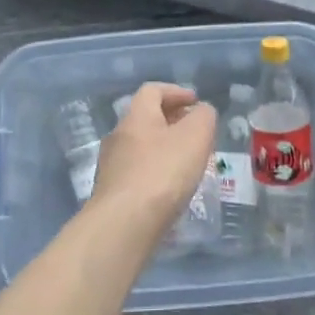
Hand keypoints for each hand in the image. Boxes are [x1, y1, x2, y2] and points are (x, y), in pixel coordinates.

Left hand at [90, 82, 216, 235]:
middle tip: (196, 134)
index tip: (195, 102)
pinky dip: (156, 172)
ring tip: (187, 164)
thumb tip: (201, 111)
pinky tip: (170, 189)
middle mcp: (118, 136)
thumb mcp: (196, 136)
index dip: (176, 92)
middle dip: (172, 122)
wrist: (124, 224)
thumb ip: (203, 117)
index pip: (152, 90)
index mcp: (137, 116)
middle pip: (146, 119)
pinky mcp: (112, 193)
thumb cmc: (163, 172)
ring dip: (164, 149)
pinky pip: (137, 173)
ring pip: (141, 147)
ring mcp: (111, 166)